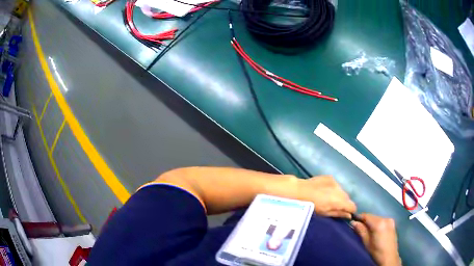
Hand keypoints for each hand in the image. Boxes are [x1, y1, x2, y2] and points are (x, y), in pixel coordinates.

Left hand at [273, 175, 355, 218]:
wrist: (299, 191)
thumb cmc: (310, 207)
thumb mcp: (324, 214)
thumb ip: (338, 214)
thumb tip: (349, 216)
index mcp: (339, 201)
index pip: (352, 206)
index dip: (351, 211)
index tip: (346, 214)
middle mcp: (339, 190)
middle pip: (347, 198)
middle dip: (344, 203)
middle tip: (335, 207)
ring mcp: (335, 182)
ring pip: (342, 191)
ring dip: (339, 195)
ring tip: (329, 199)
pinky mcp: (329, 177)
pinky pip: (336, 185)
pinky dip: (333, 189)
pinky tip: (324, 192)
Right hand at [351, 214, 400, 265]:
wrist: (389, 257)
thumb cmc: (376, 251)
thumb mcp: (366, 242)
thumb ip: (361, 231)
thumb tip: (354, 222)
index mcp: (379, 223)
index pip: (366, 216)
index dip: (359, 218)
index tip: (353, 221)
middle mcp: (385, 218)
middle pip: (372, 216)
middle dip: (365, 221)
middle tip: (359, 228)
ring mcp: (390, 220)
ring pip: (377, 218)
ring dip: (371, 222)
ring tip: (367, 230)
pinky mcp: (392, 223)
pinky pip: (382, 220)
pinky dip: (377, 224)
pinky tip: (375, 231)